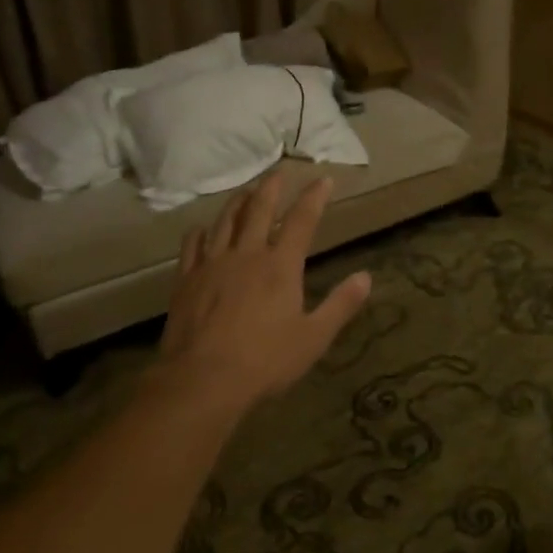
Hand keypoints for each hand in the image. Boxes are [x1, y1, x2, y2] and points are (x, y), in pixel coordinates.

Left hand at [155, 172, 371, 413]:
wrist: (203, 380)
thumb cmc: (265, 361)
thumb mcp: (313, 337)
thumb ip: (340, 305)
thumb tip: (367, 277)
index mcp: (280, 267)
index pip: (302, 221)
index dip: (314, 197)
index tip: (323, 179)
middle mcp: (246, 255)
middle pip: (259, 210)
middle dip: (271, 188)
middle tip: (278, 172)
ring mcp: (212, 265)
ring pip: (225, 221)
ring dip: (238, 202)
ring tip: (246, 190)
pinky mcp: (186, 280)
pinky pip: (192, 246)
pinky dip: (200, 231)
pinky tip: (202, 229)